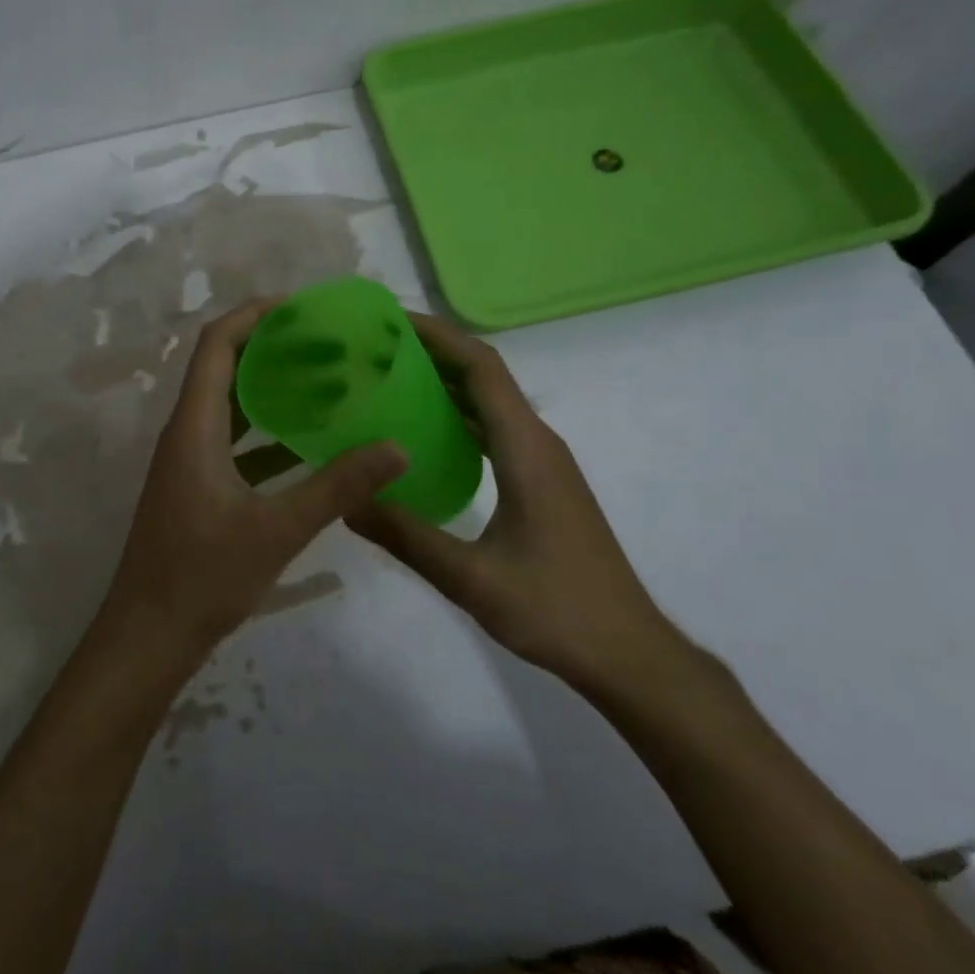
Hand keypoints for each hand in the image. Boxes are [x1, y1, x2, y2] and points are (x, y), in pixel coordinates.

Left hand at [97, 301, 407, 663]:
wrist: (147, 639)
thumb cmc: (202, 577)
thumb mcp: (277, 529)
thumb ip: (337, 486)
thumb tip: (396, 447)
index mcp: (195, 426)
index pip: (216, 345)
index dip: (253, 315)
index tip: (300, 307)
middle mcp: (187, 432)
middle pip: (224, 367)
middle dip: (271, 347)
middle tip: (326, 342)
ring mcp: (190, 461)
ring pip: (231, 405)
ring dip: (271, 388)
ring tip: (325, 381)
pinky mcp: (198, 486)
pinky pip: (234, 441)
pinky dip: (267, 431)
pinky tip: (308, 442)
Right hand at [348, 313, 688, 698]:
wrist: (628, 652)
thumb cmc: (556, 609)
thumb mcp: (471, 579)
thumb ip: (407, 538)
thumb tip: (346, 503)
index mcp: (526, 448)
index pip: (482, 367)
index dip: (439, 336)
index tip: (392, 322)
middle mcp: (537, 441)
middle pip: (485, 375)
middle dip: (435, 352)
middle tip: (377, 348)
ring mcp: (543, 460)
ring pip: (491, 401)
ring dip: (447, 382)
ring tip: (391, 378)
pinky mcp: (543, 481)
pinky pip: (496, 428)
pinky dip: (460, 415)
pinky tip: (426, 434)